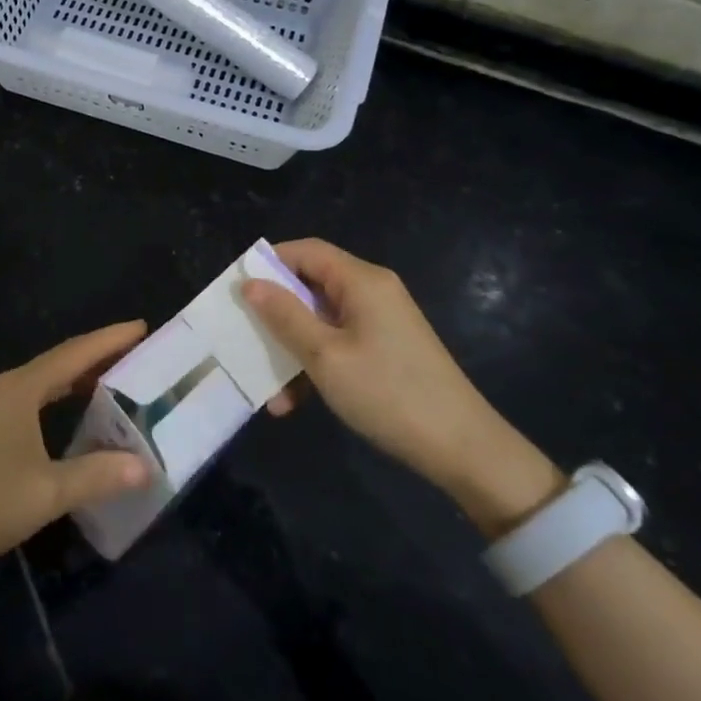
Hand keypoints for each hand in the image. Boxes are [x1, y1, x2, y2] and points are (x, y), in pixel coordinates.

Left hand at [0, 322, 152, 579]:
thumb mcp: (47, 492)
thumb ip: (97, 475)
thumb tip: (145, 467)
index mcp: (21, 389)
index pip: (75, 354)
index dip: (110, 339)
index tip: (142, 326)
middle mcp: (5, 388)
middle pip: (59, 362)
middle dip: (98, 355)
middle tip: (136, 353)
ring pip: (43, 381)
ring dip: (76, 377)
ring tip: (112, 379)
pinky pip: (30, 398)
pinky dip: (57, 397)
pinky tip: (68, 414)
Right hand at [242, 239, 561, 532]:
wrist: (463, 450)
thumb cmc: (388, 393)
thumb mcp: (325, 356)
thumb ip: (285, 316)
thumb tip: (250, 284)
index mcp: (361, 281)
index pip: (306, 251)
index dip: (269, 263)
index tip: (237, 289)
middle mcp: (372, 293)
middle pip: (310, 286)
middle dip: (275, 313)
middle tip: (243, 335)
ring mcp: (380, 323)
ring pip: (320, 321)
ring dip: (292, 349)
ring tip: (267, 386)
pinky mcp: (385, 350)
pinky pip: (338, 344)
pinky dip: (315, 365)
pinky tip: (294, 403)